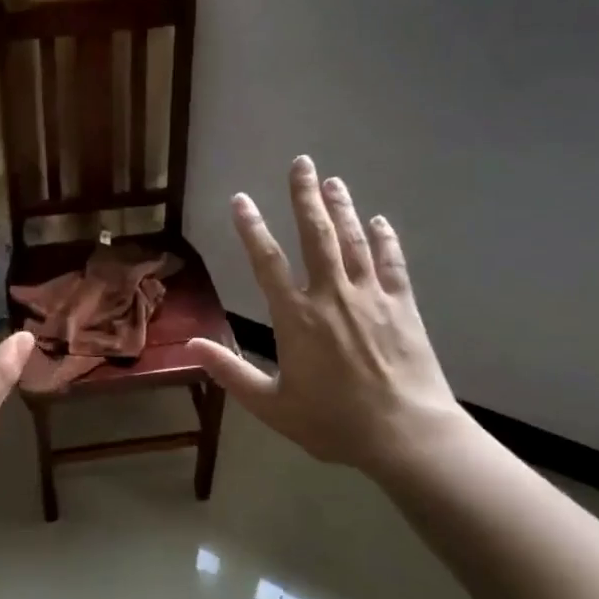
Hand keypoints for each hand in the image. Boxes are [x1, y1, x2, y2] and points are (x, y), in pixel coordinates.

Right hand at [188, 157, 466, 478]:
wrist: (407, 435)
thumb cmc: (334, 423)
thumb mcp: (273, 406)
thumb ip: (231, 373)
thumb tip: (191, 346)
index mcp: (297, 318)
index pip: (267, 262)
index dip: (251, 228)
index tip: (241, 200)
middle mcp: (332, 296)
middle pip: (316, 235)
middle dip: (305, 197)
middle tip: (301, 163)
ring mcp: (371, 297)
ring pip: (353, 241)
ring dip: (342, 208)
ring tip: (333, 181)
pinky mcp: (402, 305)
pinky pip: (392, 263)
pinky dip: (385, 239)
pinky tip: (380, 221)